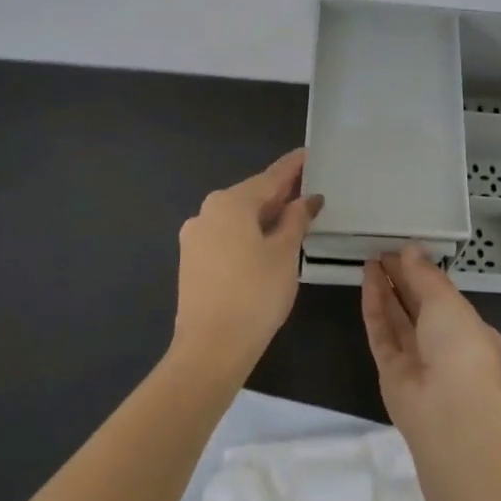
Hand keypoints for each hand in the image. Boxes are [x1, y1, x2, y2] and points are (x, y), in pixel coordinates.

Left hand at [171, 150, 323, 383]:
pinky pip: (226, 236)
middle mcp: (207, 212)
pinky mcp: (192, 261)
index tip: (309, 153)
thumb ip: (296, 220)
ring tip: (292, 218)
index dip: (293, 167)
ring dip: (264, 216)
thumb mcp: (284, 253)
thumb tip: (307, 199)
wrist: (211, 347)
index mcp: (230, 203)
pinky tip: (266, 244)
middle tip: (307, 188)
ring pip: (237, 217)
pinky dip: (248, 234)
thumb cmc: (255, 293)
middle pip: (251, 196)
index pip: (270, 177)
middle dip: (279, 193)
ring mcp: (195, 238)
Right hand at [361, 247, 500, 439]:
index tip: (406, 251)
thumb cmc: (461, 346)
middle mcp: (445, 345)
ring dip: (385, 289)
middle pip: (419, 306)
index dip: (426, 274)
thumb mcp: (447, 301)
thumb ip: (425, 274)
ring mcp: (417, 360)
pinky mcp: (390, 371)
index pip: (446, 298)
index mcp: (472, 330)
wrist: (449, 410)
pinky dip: (374, 307)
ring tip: (370, 260)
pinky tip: (366, 280)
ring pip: (398, 319)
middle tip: (383, 252)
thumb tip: (410, 249)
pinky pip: (381, 333)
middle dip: (403, 279)